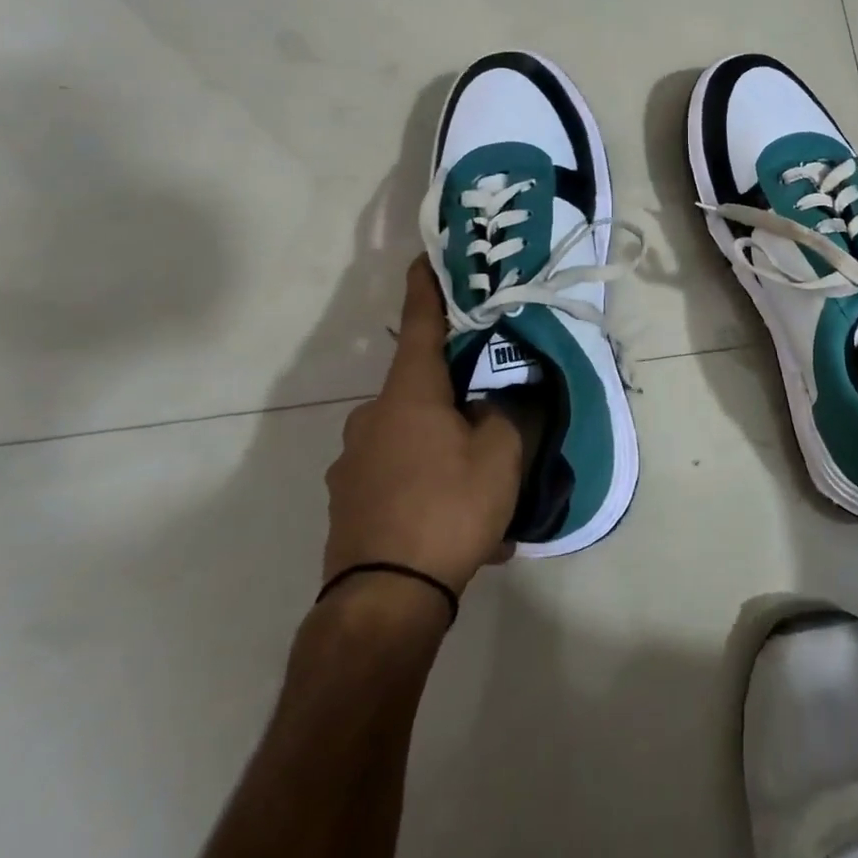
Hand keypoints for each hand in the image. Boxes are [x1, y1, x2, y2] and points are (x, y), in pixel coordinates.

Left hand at [323, 256, 523, 595]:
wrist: (384, 601)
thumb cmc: (448, 507)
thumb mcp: (501, 455)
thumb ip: (508, 414)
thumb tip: (501, 400)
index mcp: (408, 395)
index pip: (422, 325)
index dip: (427, 288)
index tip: (425, 256)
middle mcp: (372, 419)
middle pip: (424, 392)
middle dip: (459, 404)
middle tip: (497, 429)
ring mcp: (353, 463)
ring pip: (416, 443)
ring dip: (449, 457)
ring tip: (487, 500)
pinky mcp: (349, 502)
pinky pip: (401, 481)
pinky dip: (431, 491)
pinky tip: (463, 532)